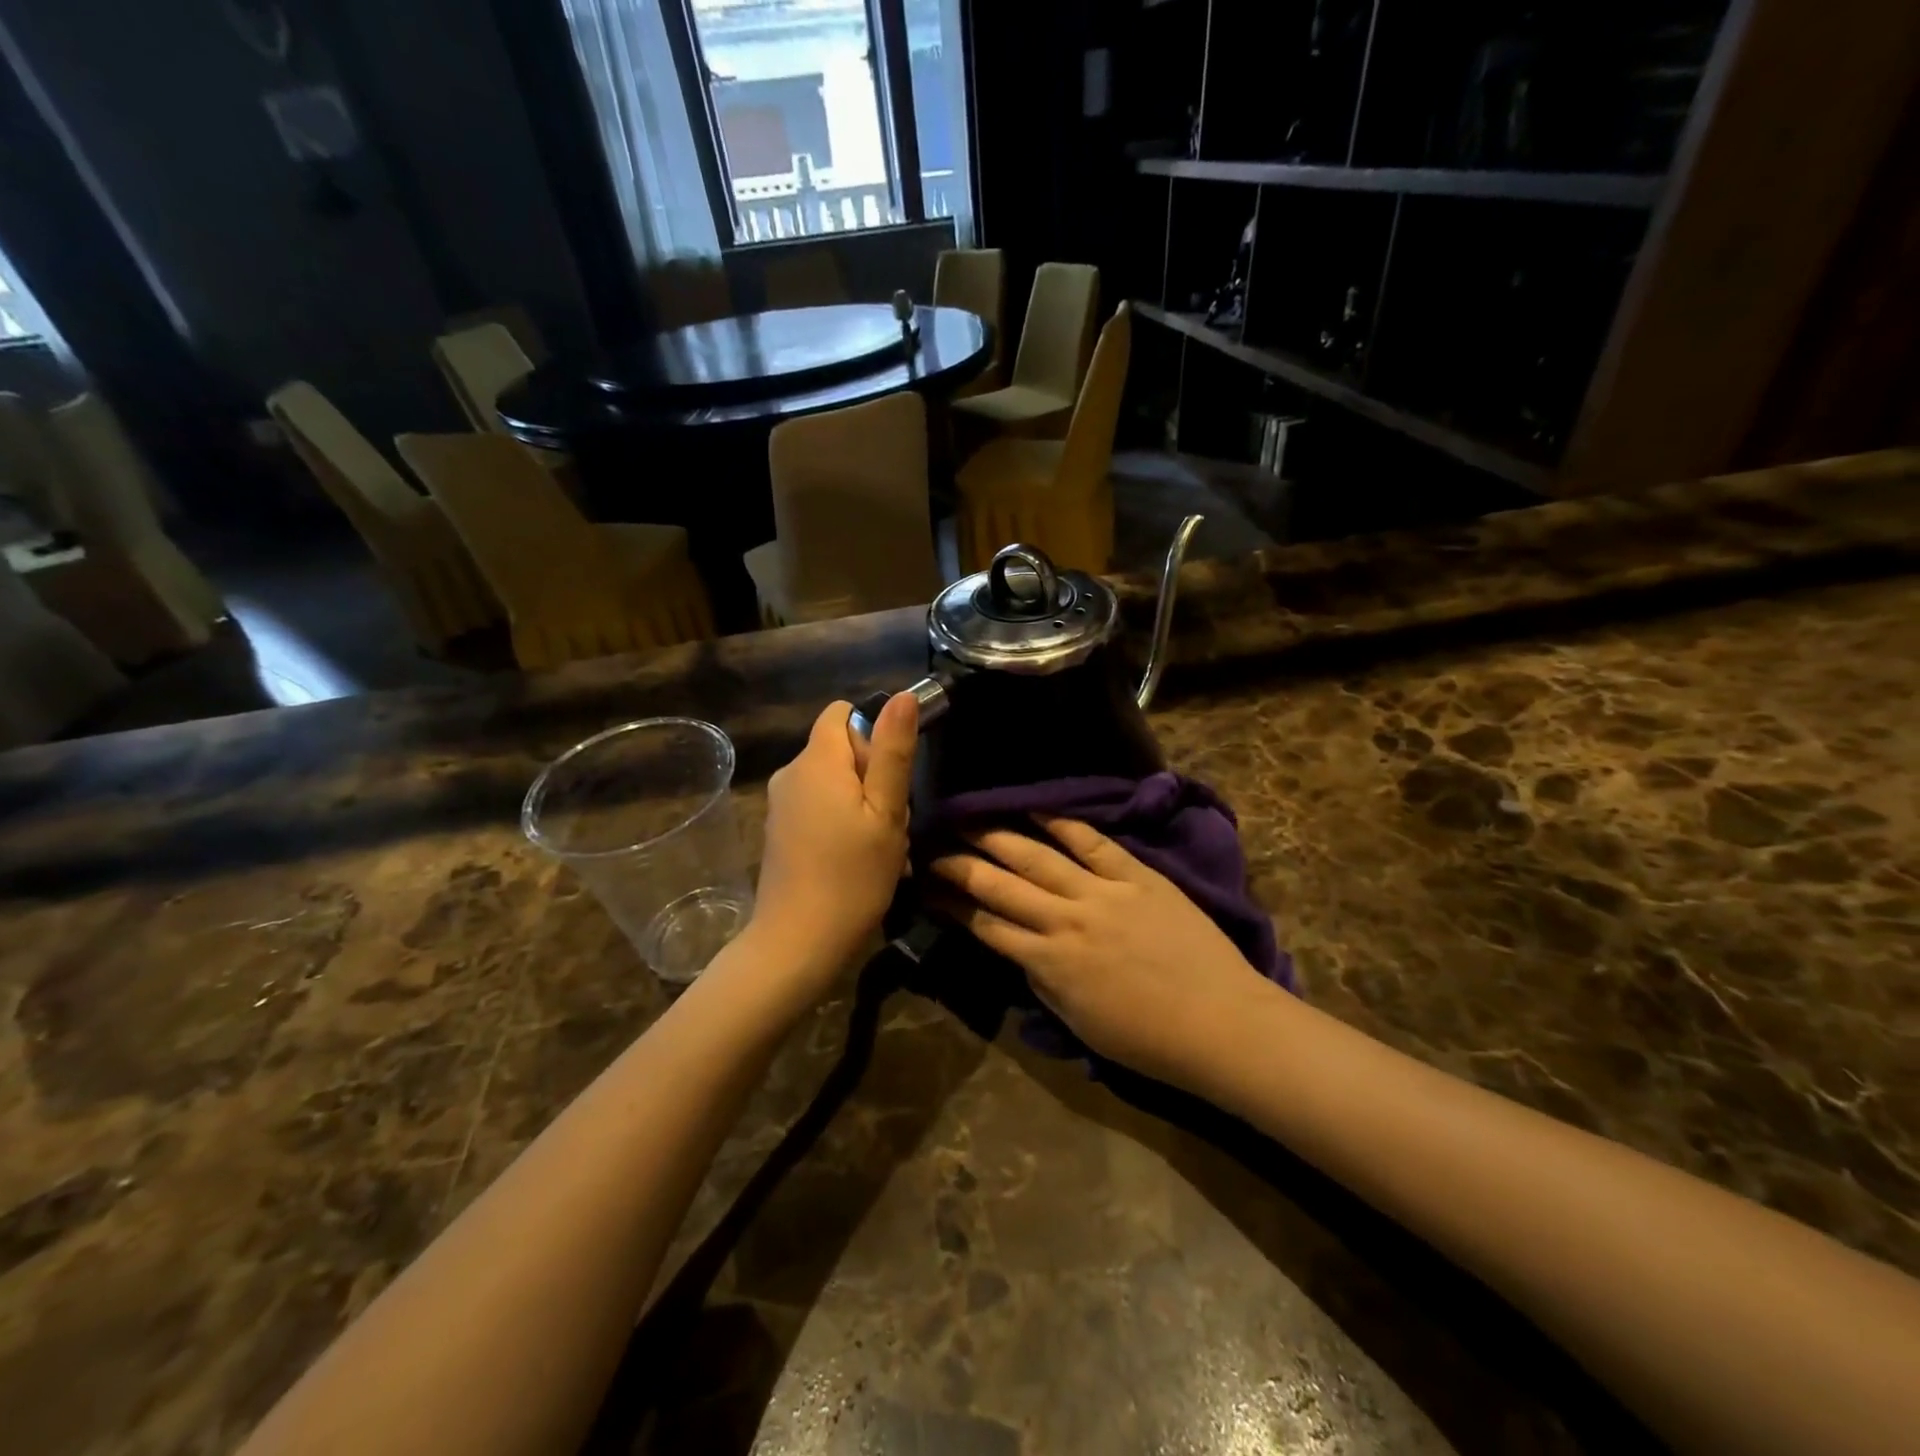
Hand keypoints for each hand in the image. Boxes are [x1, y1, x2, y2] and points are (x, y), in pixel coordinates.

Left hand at [751, 693, 917, 992]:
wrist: (798, 943)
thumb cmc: (852, 876)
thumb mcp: (886, 813)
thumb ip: (893, 752)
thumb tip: (901, 695)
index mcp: (816, 760)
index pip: (843, 713)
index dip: (872, 736)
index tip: (887, 780)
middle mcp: (790, 772)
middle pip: (838, 747)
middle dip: (870, 773)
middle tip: (887, 821)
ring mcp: (780, 803)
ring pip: (831, 780)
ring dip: (858, 801)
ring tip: (874, 845)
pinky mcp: (777, 830)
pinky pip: (816, 805)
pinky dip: (838, 820)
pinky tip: (851, 858)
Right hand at [929, 818, 1275, 1088]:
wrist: (1222, 1024)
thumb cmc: (1149, 1040)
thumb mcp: (1079, 1023)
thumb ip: (1042, 982)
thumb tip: (1019, 950)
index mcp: (1049, 963)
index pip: (985, 925)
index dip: (951, 904)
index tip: (927, 887)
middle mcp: (1065, 920)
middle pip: (999, 884)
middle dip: (960, 864)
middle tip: (932, 845)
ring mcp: (1101, 893)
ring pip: (1036, 856)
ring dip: (996, 836)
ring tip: (968, 819)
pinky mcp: (1136, 876)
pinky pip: (1092, 842)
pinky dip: (1062, 822)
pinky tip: (1034, 808)